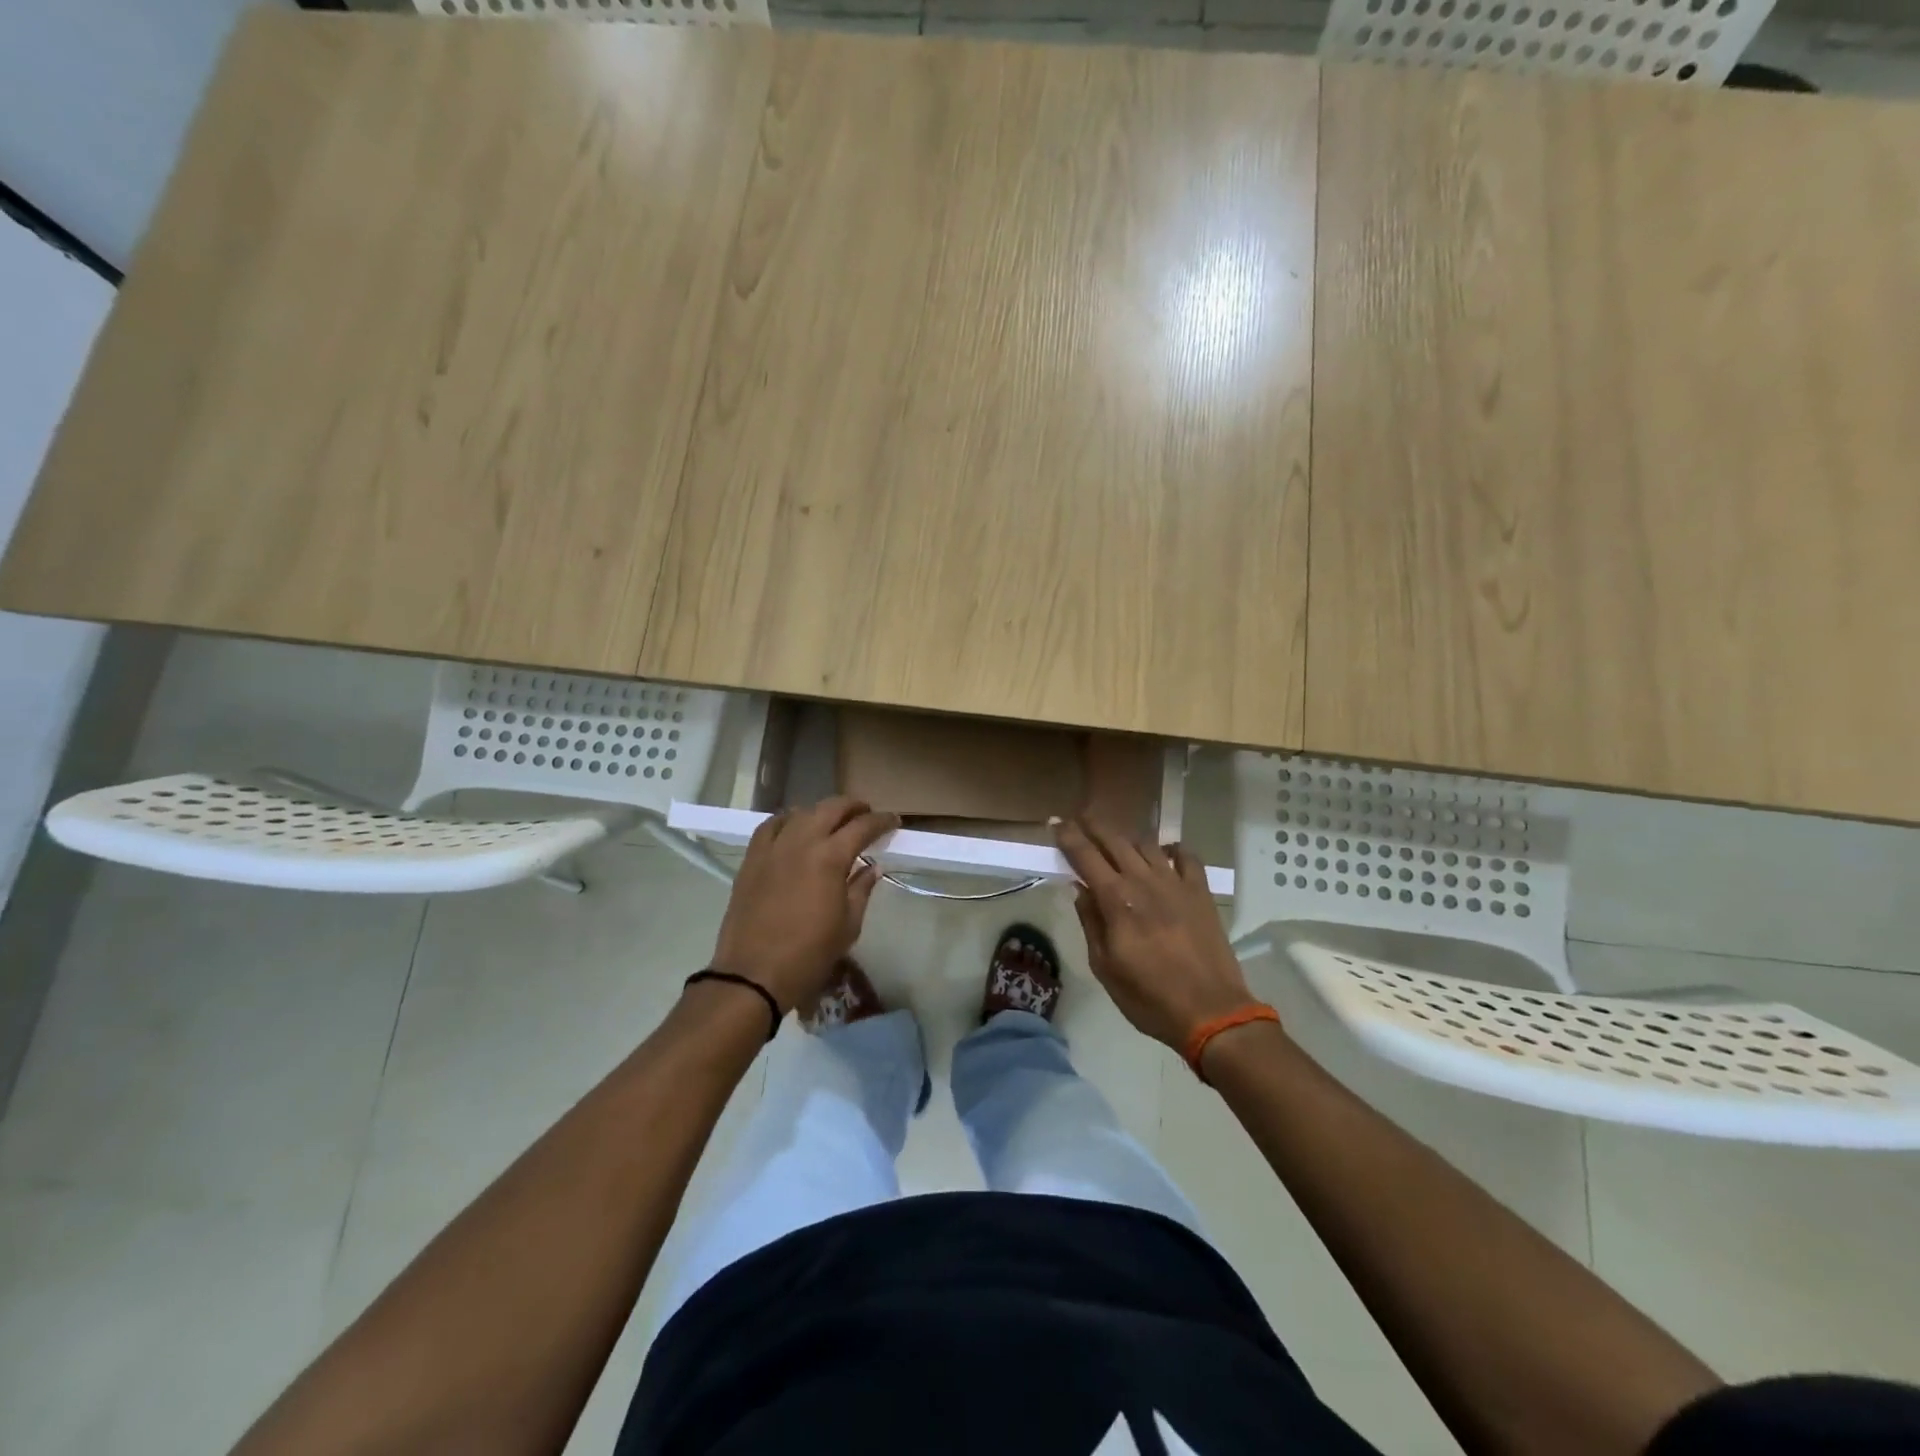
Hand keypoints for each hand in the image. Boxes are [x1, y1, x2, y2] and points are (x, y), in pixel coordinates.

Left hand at [709, 796, 899, 1014]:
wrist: (754, 974)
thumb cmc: (810, 954)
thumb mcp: (848, 925)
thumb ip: (861, 889)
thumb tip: (871, 868)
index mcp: (830, 857)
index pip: (862, 826)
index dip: (881, 821)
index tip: (893, 821)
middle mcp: (801, 842)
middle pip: (831, 808)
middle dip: (853, 807)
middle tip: (867, 814)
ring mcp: (773, 848)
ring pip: (801, 812)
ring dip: (822, 812)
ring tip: (833, 821)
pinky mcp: (751, 859)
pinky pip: (770, 826)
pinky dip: (788, 820)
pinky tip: (794, 828)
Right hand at [1055, 817, 1258, 1051]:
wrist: (1211, 1012)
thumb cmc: (1149, 997)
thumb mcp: (1105, 967)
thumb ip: (1091, 923)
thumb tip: (1080, 889)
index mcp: (1117, 900)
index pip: (1085, 856)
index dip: (1069, 836)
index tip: (1057, 822)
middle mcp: (1144, 881)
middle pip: (1115, 841)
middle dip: (1095, 826)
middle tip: (1081, 818)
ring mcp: (1176, 883)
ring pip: (1147, 844)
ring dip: (1128, 838)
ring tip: (1118, 840)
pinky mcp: (1201, 892)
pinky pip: (1187, 857)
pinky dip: (1173, 849)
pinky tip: (1166, 853)